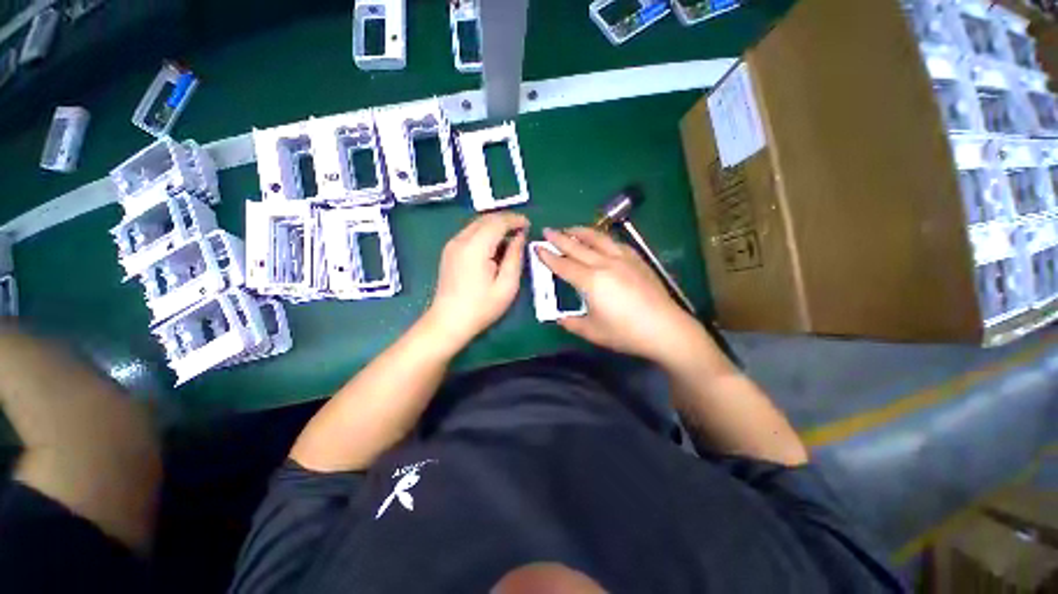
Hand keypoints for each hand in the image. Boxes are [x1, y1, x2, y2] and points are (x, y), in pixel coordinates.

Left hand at [423, 213, 529, 351]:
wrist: (449, 321)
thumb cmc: (481, 307)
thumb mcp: (507, 286)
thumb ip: (515, 257)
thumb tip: (519, 237)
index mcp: (475, 248)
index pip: (497, 222)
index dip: (515, 220)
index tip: (529, 225)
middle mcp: (461, 240)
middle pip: (486, 219)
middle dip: (506, 220)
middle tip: (522, 229)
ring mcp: (452, 245)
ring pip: (477, 224)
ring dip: (495, 225)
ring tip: (511, 236)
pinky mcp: (449, 251)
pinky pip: (470, 233)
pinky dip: (485, 233)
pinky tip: (494, 245)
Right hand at [537, 227, 702, 364]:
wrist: (665, 328)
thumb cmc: (626, 333)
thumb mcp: (592, 332)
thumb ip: (572, 323)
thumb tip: (559, 318)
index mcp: (591, 281)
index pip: (563, 265)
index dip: (548, 256)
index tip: (537, 247)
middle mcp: (604, 264)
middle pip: (577, 246)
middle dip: (559, 238)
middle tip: (547, 230)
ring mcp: (622, 259)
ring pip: (597, 239)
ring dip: (581, 232)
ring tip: (570, 228)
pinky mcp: (636, 260)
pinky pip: (615, 243)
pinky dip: (602, 239)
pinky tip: (600, 240)